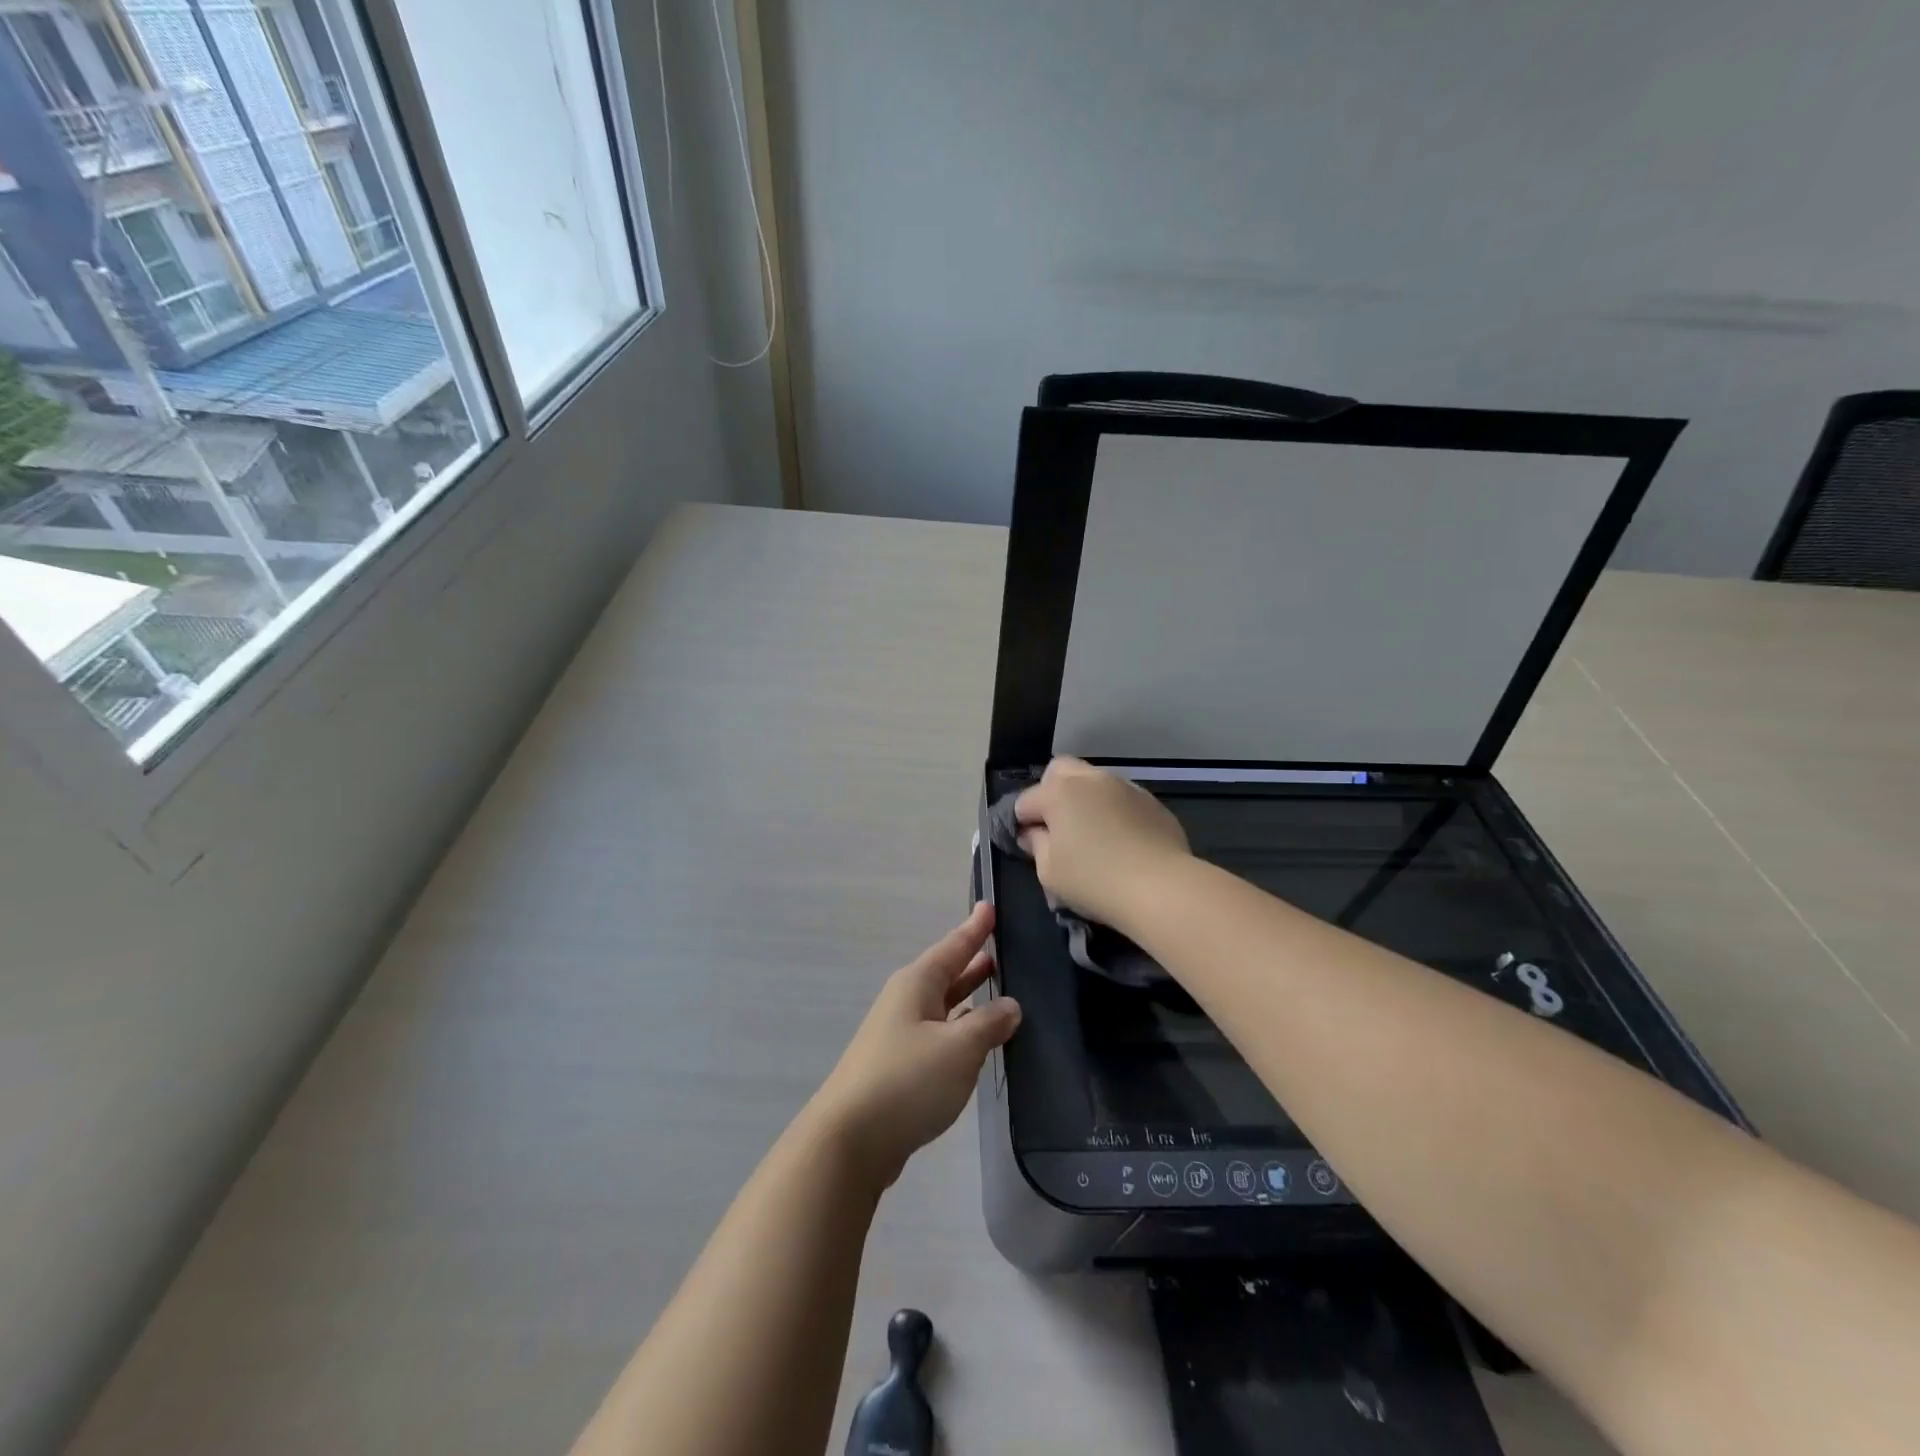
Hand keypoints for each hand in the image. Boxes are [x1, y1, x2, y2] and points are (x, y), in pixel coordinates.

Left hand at [807, 903, 1020, 1190]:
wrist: (851, 1140)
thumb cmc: (908, 1081)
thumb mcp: (959, 1047)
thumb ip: (989, 1023)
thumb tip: (1010, 1006)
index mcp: (917, 984)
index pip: (954, 946)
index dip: (975, 928)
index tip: (990, 906)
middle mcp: (906, 1002)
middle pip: (946, 973)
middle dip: (973, 961)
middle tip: (1002, 948)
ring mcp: (899, 1035)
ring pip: (943, 1005)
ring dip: (969, 996)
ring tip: (999, 988)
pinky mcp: (899, 1067)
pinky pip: (938, 1034)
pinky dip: (960, 1029)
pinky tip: (977, 1040)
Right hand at [1014, 757, 1191, 931]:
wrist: (1162, 888)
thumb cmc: (1095, 881)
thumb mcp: (1049, 872)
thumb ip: (1036, 845)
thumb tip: (1034, 833)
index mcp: (1059, 792)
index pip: (1026, 800)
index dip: (1021, 823)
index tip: (1029, 845)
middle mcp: (1090, 779)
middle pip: (1059, 771)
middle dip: (1050, 792)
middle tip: (1056, 827)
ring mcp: (1125, 786)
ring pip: (1094, 781)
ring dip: (1084, 799)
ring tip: (1091, 834)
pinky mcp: (1151, 801)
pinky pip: (1121, 798)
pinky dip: (1113, 810)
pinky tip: (1120, 839)